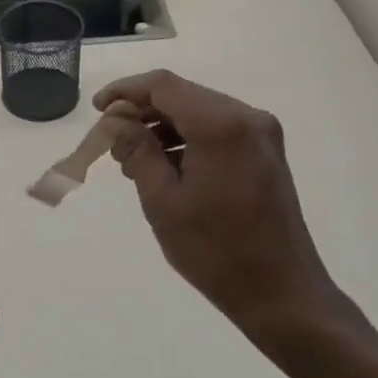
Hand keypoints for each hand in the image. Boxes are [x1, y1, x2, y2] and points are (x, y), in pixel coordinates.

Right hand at [95, 70, 347, 347]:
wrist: (280, 291)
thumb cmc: (215, 249)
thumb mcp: (163, 201)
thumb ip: (137, 152)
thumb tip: (117, 122)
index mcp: (221, 125)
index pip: (163, 86)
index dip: (125, 91)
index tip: (97, 110)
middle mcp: (246, 118)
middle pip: (183, 95)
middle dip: (142, 111)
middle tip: (111, 141)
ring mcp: (261, 134)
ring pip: (199, 111)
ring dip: (163, 127)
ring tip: (132, 161)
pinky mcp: (265, 153)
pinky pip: (217, 130)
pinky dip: (187, 139)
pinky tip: (165, 167)